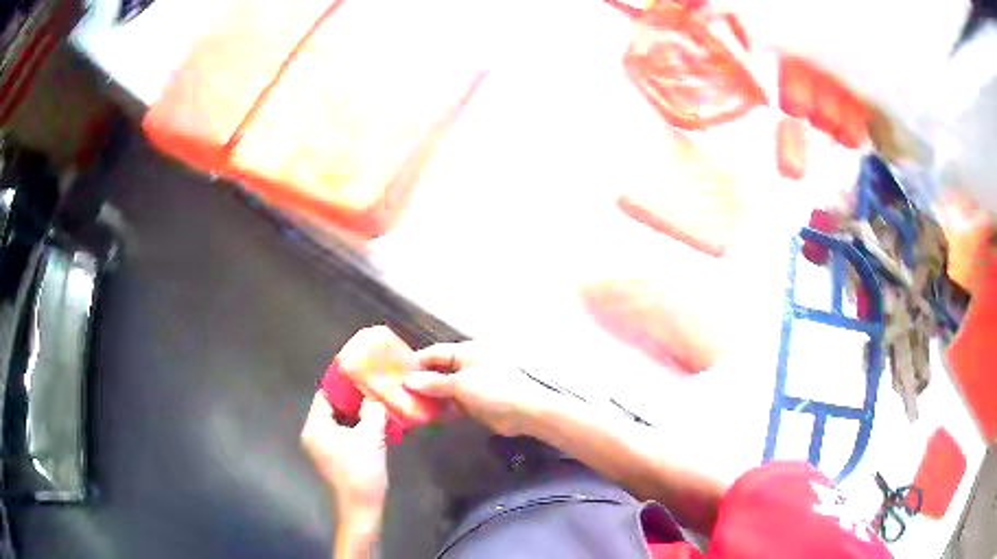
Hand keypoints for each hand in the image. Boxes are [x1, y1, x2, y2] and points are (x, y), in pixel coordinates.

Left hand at [300, 391, 388, 521]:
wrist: (362, 507)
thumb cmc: (362, 470)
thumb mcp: (370, 436)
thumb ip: (372, 410)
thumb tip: (374, 396)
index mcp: (315, 427)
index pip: (325, 395)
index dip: (343, 385)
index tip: (362, 375)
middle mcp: (312, 435)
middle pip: (331, 408)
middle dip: (352, 400)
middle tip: (373, 390)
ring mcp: (320, 448)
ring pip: (338, 422)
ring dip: (356, 415)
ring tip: (376, 406)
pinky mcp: (331, 458)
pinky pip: (341, 434)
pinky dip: (355, 428)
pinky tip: (373, 426)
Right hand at [403, 342, 548, 436]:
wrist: (526, 413)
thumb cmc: (494, 390)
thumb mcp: (461, 385)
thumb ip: (433, 383)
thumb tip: (407, 380)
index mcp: (467, 352)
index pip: (435, 352)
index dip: (416, 362)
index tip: (395, 373)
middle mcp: (468, 365)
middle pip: (439, 371)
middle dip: (421, 381)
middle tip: (398, 392)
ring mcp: (473, 384)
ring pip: (445, 388)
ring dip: (430, 396)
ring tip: (407, 405)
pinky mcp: (476, 402)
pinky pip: (453, 402)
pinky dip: (442, 407)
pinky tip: (427, 416)